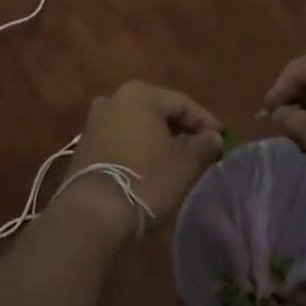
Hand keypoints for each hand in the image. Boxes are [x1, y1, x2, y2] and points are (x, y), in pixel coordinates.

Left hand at [65, 81, 223, 227]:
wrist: (94, 212)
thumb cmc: (146, 178)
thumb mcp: (185, 163)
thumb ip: (204, 145)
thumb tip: (213, 137)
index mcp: (140, 93)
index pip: (182, 103)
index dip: (205, 121)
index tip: (220, 141)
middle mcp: (114, 98)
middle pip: (158, 112)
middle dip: (181, 130)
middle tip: (200, 151)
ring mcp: (95, 122)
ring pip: (138, 126)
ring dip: (158, 141)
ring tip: (177, 162)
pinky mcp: (84, 146)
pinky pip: (121, 140)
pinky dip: (138, 150)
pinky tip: (150, 169)